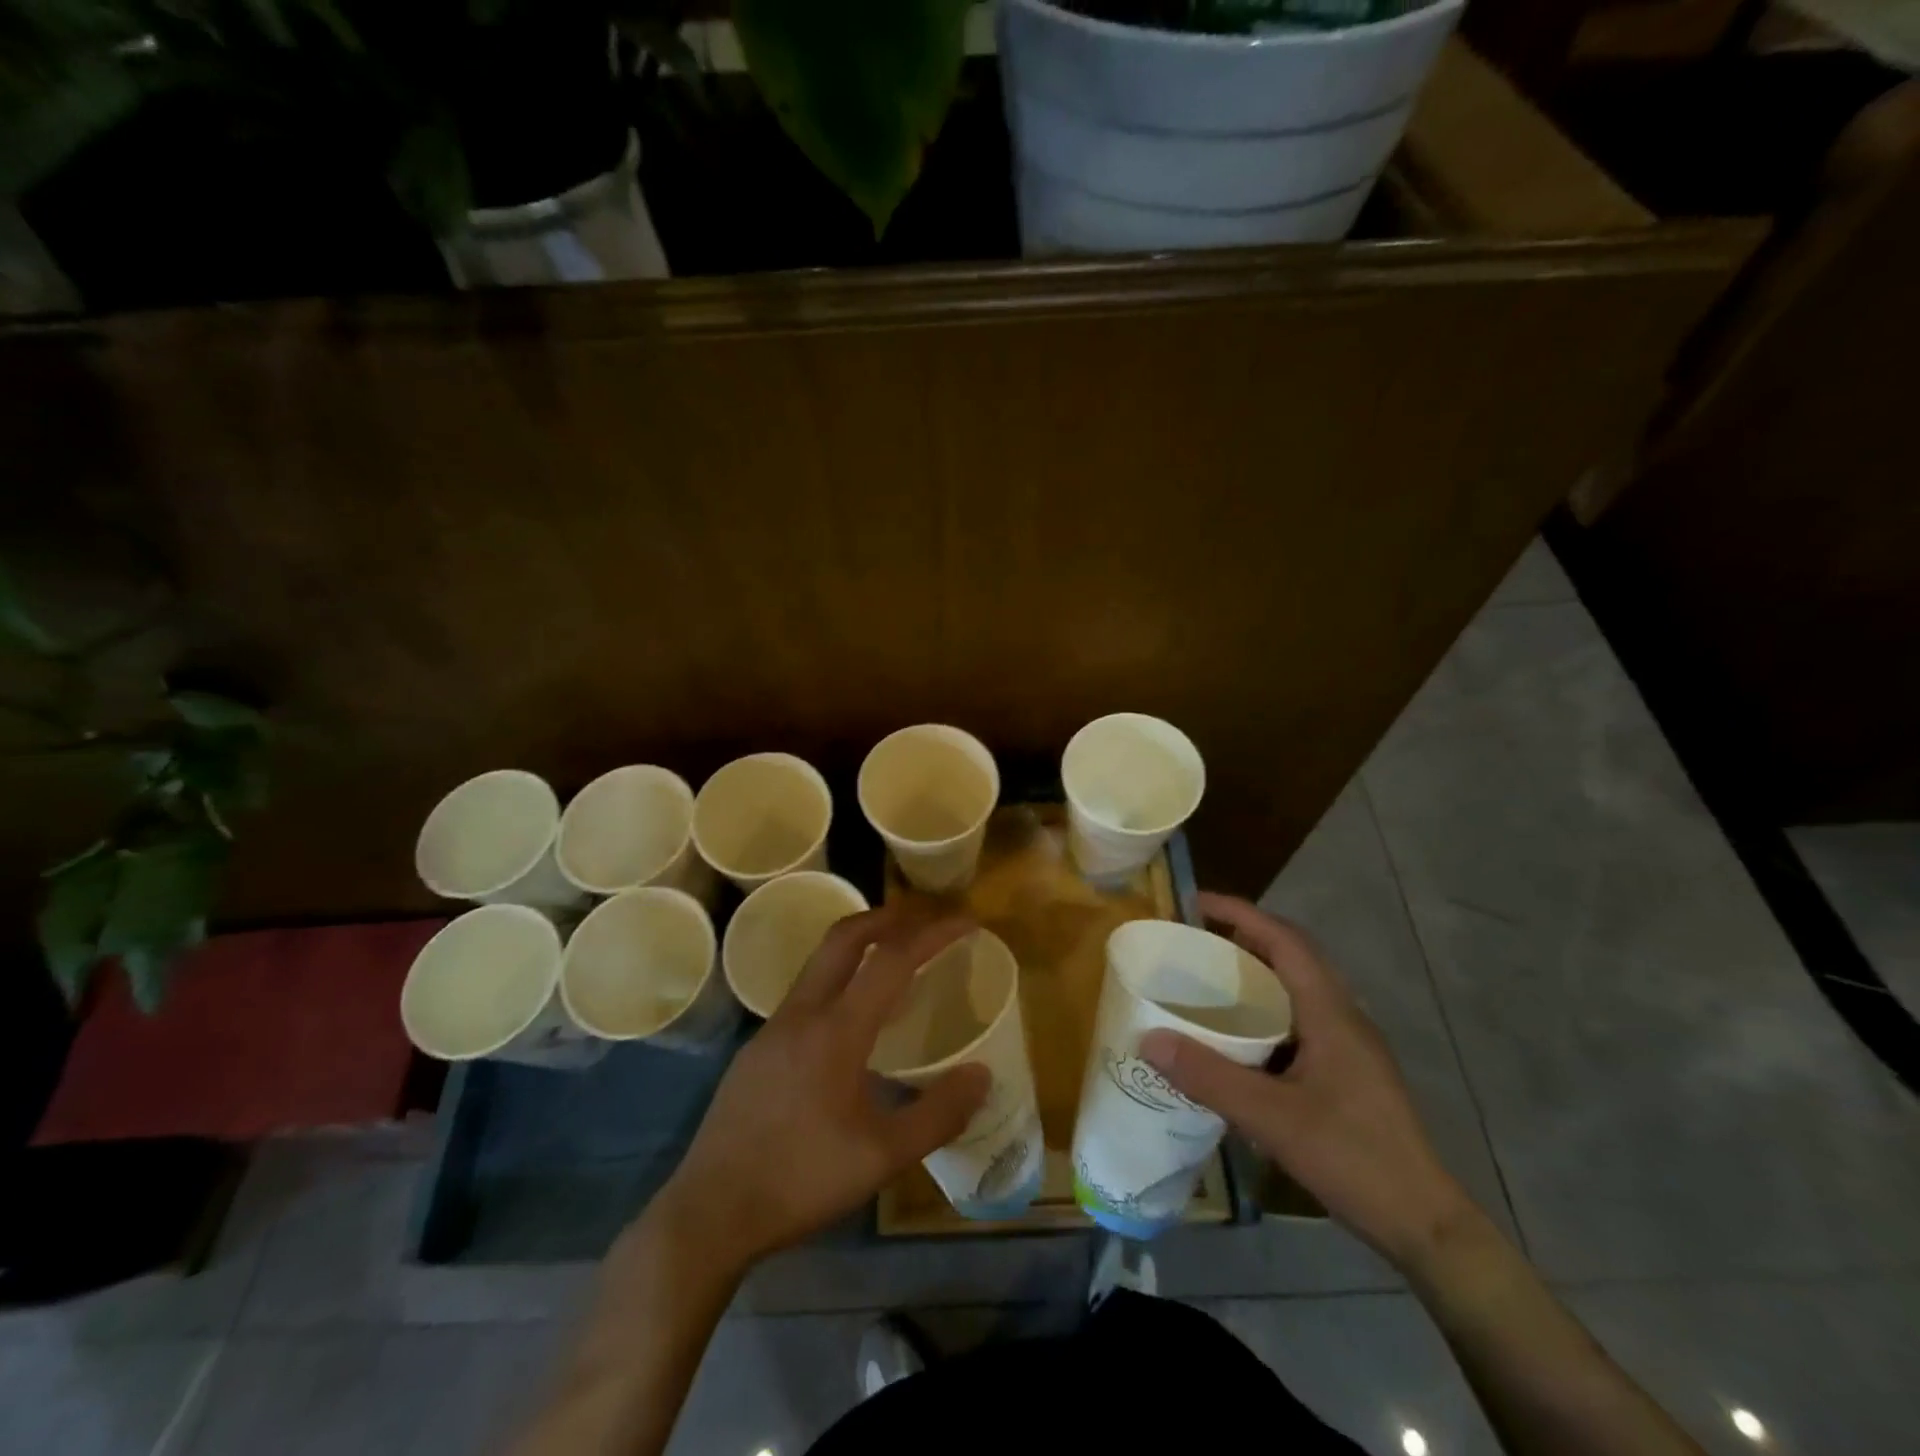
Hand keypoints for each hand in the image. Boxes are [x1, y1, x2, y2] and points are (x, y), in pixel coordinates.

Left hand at [651, 904, 990, 1271]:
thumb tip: (981, 1074)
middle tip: (924, 921)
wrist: (708, 1213)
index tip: (966, 923)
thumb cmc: (800, 1180)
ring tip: (894, 965)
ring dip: (859, 947)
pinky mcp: (757, 1050)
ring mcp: (773, 1029)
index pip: (892, 959)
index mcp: (836, 1029)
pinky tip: (850, 1025)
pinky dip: (839, 982)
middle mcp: (802, 1013)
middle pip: (844, 937)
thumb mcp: (882, 1157)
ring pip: (820, 963)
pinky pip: (805, 995)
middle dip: (888, 918)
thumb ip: (938, 1114)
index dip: (933, 934)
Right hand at [1140, 892, 1474, 1268]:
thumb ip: (1209, 1077)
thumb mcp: (1272, 1119)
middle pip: (1292, 955)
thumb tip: (1148, 1039)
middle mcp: (1343, 1016)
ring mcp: (1350, 1044)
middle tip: (1193, 943)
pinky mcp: (1348, 1070)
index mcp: (1330, 1012)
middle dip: (1243, 938)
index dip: (1240, 913)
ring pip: (1297, 987)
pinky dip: (1265, 1010)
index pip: (1285, 940)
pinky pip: (1299, 1018)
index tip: (1195, 903)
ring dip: (1255, 974)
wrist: (1424, 1223)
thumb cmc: (1354, 1158)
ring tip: (1207, 983)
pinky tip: (1239, 1040)